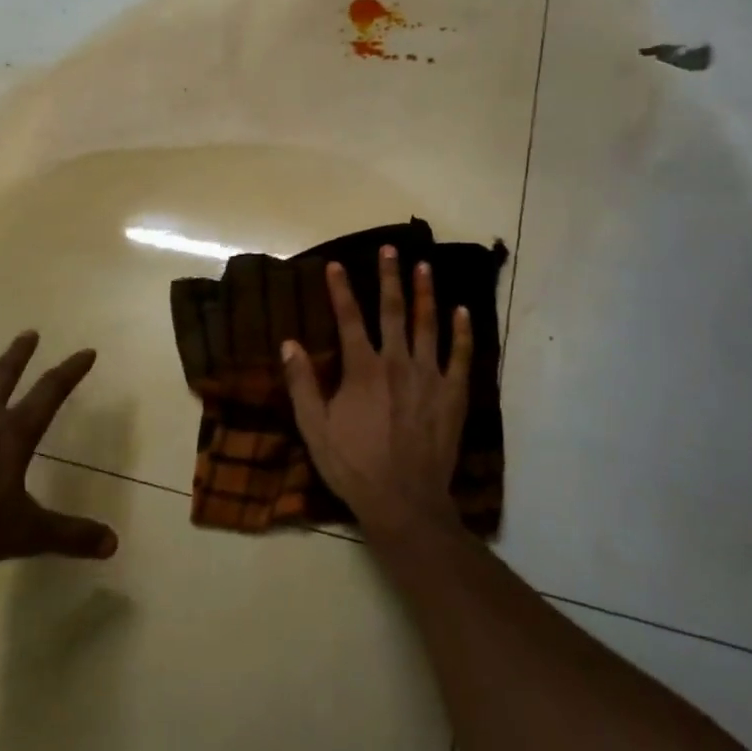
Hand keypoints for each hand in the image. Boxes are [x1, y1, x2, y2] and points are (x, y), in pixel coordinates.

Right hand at [280, 246, 473, 536]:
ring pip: (428, 325)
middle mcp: (397, 363)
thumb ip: (301, 384)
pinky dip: (462, 332)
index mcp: (362, 369)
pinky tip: (462, 311)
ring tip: (425, 266)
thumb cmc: (354, 466)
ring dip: (425, 293)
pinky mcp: (453, 394)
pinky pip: (461, 356)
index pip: (348, 319)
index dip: (340, 290)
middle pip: (393, 310)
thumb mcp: (314, 429)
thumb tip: (289, 343)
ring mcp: (429, 376)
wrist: (404, 501)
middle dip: (389, 277)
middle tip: (390, 249)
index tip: (336, 264)